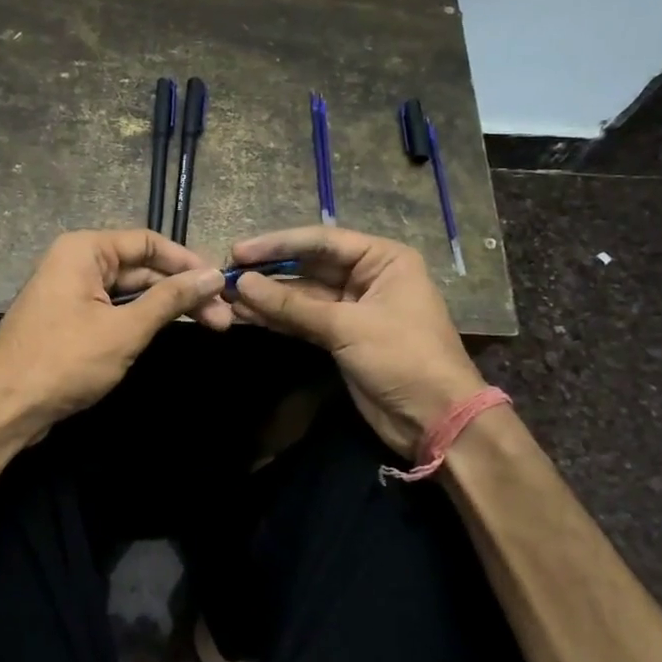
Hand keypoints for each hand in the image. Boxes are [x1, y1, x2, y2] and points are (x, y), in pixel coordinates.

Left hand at [0, 230, 229, 443]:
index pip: (148, 241)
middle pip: (141, 267)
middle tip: (223, 316)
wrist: (3, 409)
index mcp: (84, 250)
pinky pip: (113, 310)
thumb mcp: (124, 329)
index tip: (221, 283)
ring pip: (129, 292)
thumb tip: (213, 275)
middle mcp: (75, 262)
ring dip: (166, 307)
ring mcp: (70, 293)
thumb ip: (170, 299)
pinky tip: (170, 331)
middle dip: (182, 289)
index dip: (187, 261)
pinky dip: (142, 319)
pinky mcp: (69, 321)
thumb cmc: (64, 361)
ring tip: (210, 325)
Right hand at [227, 226, 484, 457]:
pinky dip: (277, 319)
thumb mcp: (347, 327)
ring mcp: (353, 308)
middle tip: (226, 276)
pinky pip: (303, 320)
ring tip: (227, 299)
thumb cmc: (402, 357)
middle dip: (268, 273)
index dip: (277, 245)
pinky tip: (246, 316)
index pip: (321, 241)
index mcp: (382, 259)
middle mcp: (367, 277)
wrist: (435, 420)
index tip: (238, 251)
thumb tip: (242, 284)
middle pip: (309, 267)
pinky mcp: (341, 337)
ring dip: (267, 298)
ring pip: (302, 296)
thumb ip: (292, 305)